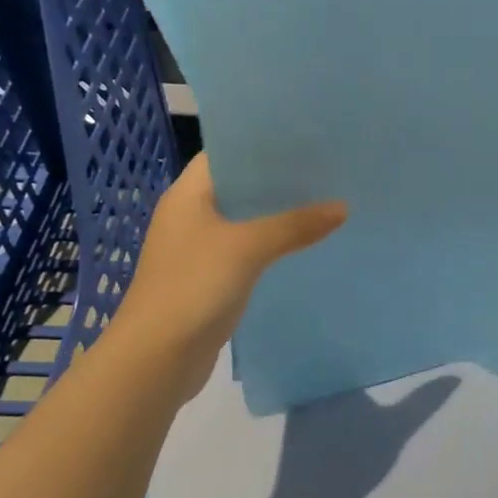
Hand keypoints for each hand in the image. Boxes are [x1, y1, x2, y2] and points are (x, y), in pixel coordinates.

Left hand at [119, 154, 345, 397]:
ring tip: (324, 199)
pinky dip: (272, 244)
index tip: (304, 137)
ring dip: (277, 214)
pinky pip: (247, 250)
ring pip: (245, 220)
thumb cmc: (193, 287)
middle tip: (325, 168)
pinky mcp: (210, 278)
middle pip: (239, 186)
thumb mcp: (247, 248)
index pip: (226, 152)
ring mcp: (198, 249)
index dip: (261, 142)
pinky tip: (305, 244)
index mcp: (188, 194)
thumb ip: (294, 225)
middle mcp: (190, 215)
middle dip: (278, 179)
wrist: (155, 360)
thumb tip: (342, 207)